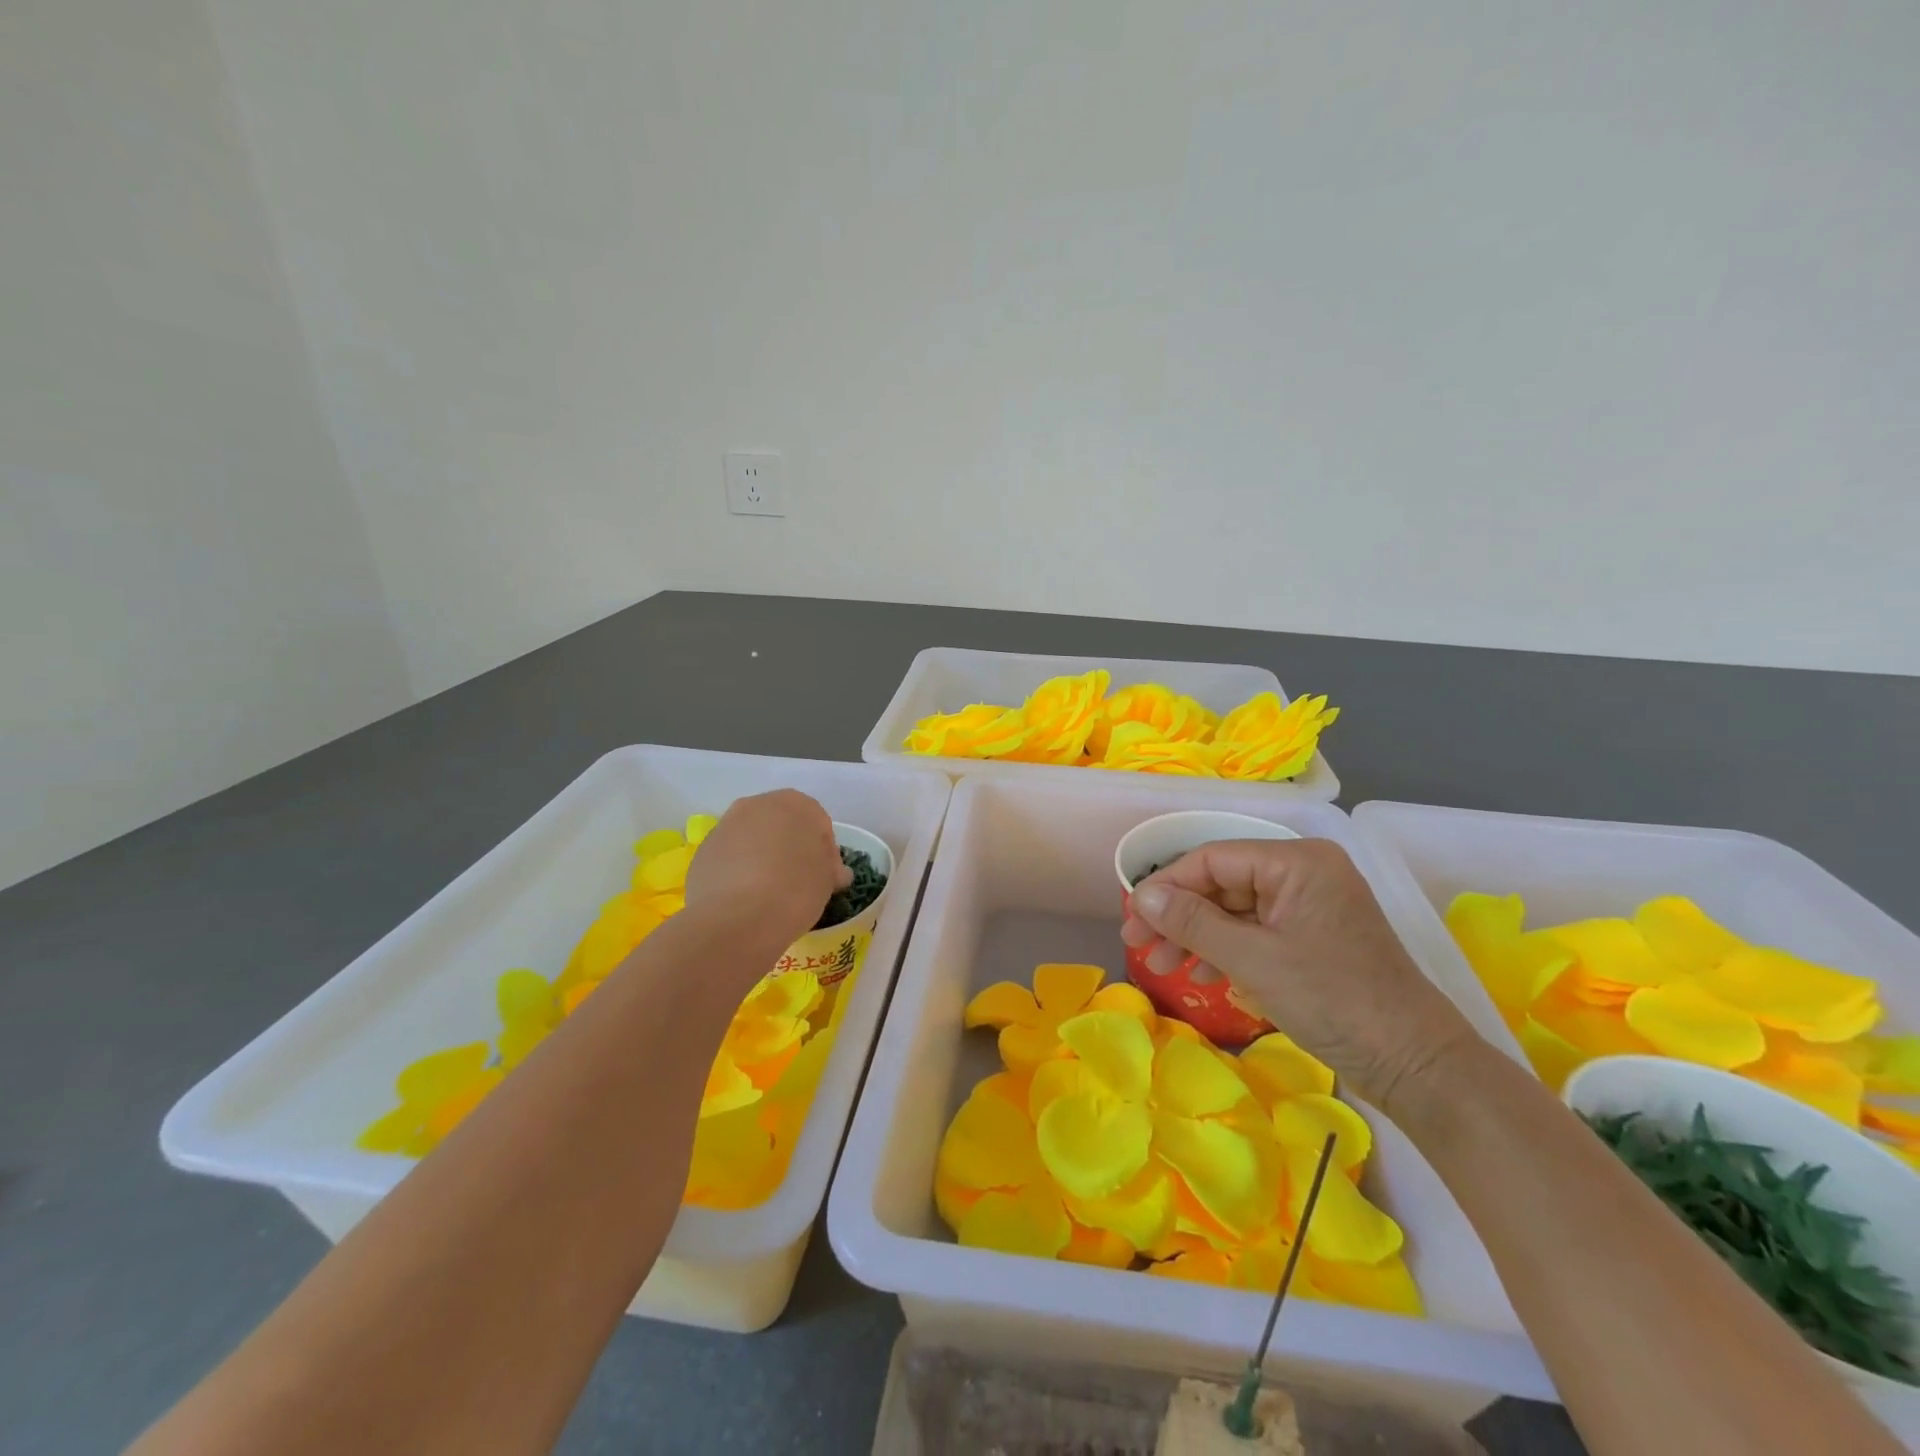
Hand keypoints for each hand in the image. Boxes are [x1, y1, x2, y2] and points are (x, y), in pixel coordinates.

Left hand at [685, 790, 851, 946]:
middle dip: (791, 848)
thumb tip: (833, 872)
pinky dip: (738, 871)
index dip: (826, 851)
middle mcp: (757, 805)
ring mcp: (725, 826)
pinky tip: (745, 899)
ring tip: (769, 892)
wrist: (736, 919)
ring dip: (763, 857)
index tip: (826, 877)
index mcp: (795, 803)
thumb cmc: (794, 890)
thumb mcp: (827, 881)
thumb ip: (830, 869)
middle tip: (799, 881)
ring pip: (752, 839)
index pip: (819, 823)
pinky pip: (730, 858)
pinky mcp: (702, 851)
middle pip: (782, 825)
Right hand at [1121, 838, 1481, 1114]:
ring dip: (1197, 935)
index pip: (1212, 858)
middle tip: (1139, 944)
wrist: (1415, 1065)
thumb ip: (1192, 922)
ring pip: (1235, 908)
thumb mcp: (1252, 959)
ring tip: (1162, 965)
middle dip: (1179, 915)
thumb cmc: (1333, 1001)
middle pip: (1222, 882)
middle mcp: (1304, 872)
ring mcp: (1311, 905)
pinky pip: (1257, 930)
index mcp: (1297, 861)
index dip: (1166, 885)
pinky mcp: (1314, 936)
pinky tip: (1203, 974)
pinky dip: (1226, 949)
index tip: (1132, 917)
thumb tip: (1142, 895)